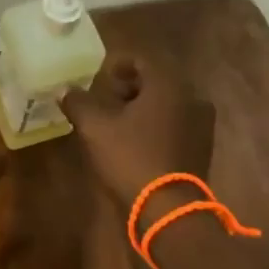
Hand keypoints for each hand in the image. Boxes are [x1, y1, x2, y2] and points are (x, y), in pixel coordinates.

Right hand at [63, 56, 214, 210]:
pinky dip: (158, 124)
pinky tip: (138, 140)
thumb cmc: (131, 158)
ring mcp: (202, 123)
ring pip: (168, 103)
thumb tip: (65, 90)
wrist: (168, 208)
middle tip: (105, 99)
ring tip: (118, 122)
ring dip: (144, 106)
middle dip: (130, 87)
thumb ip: (78, 103)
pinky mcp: (203, 146)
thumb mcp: (95, 128)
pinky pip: (177, 123)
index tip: (99, 77)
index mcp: (169, 84)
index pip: (142, 59)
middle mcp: (192, 96)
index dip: (117, 65)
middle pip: (157, 80)